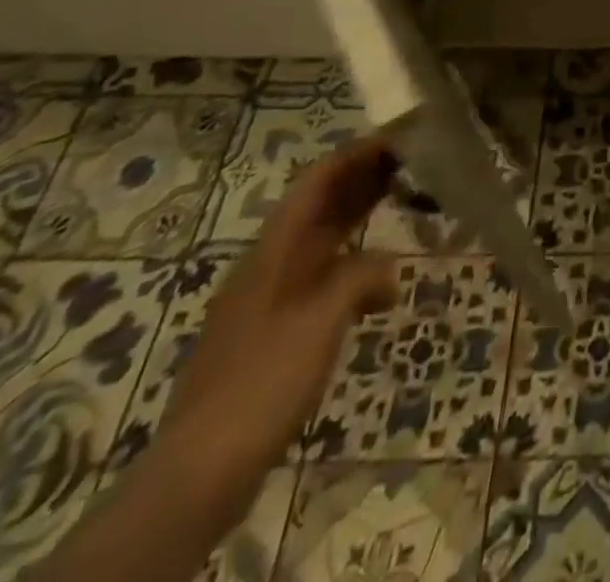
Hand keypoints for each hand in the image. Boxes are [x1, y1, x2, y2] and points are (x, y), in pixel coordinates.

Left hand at [156, 134, 399, 482]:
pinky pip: (320, 281)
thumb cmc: (263, 380)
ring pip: (320, 244)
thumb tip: (389, 268)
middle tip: (409, 161)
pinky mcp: (273, 335)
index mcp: (272, 253)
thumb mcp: (320, 320)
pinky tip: (379, 289)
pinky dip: (352, 269)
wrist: (200, 471)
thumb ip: (359, 278)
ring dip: (358, 220)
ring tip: (401, 204)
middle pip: (317, 208)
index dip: (354, 156)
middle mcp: (268, 267)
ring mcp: (268, 302)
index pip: (315, 183)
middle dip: (360, 181)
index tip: (396, 138)